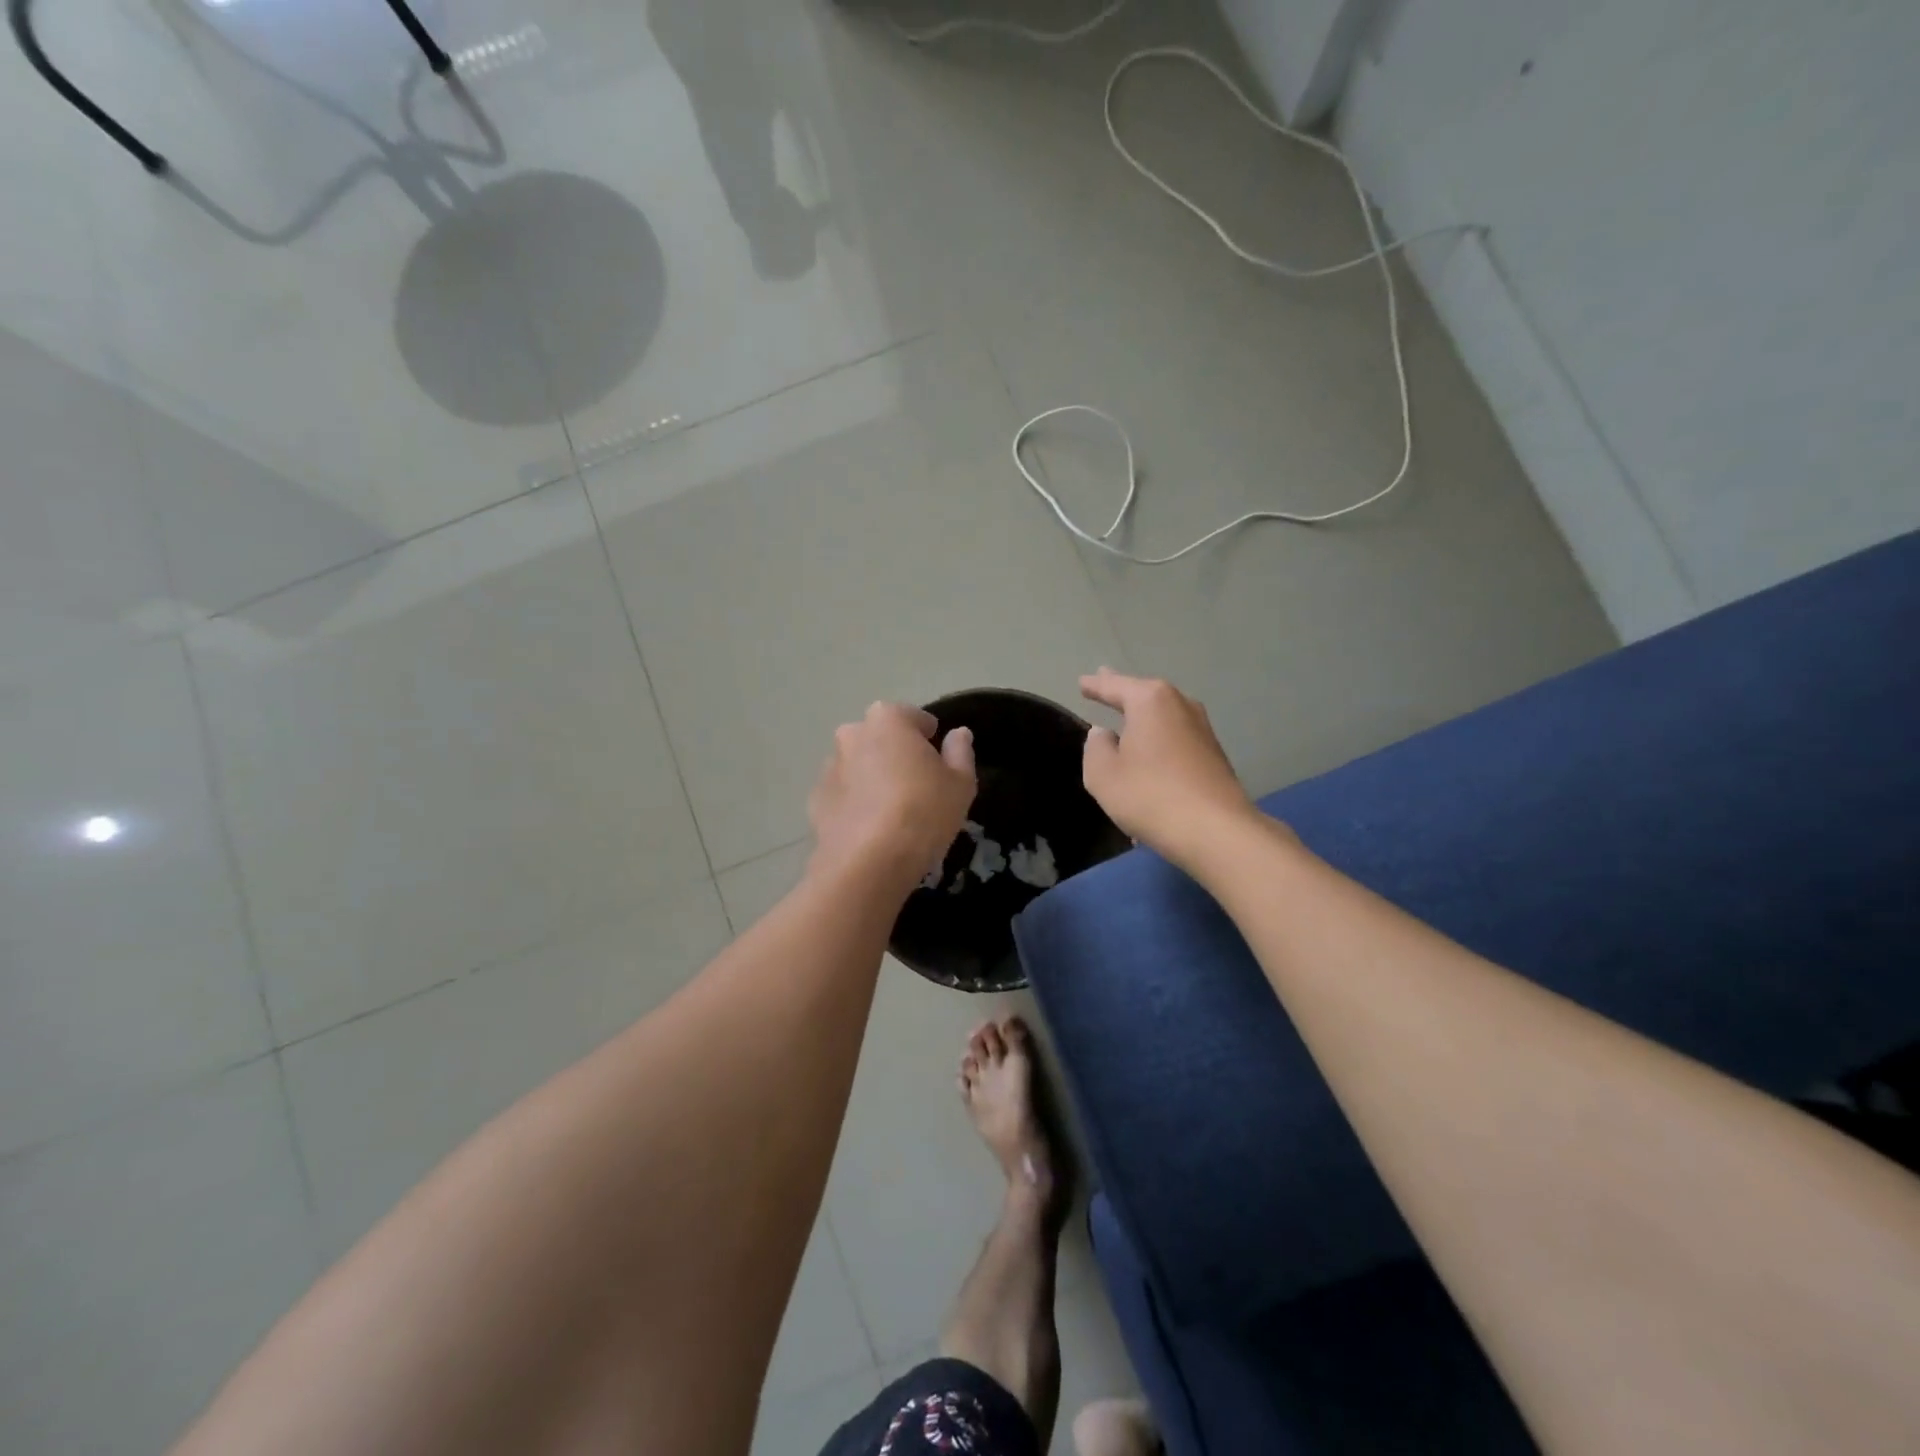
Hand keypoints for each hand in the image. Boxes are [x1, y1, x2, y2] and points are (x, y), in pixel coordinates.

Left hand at [809, 702, 975, 886]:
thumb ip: (960, 752)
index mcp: (888, 719)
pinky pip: (843, 794)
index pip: (914, 718)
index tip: (939, 764)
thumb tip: (959, 734)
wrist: (868, 862)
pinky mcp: (815, 800)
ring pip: (858, 765)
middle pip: (881, 738)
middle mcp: (852, 733)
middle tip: (917, 787)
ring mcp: (828, 766)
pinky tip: (870, 829)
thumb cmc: (923, 812)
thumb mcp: (960, 784)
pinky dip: (855, 803)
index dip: (930, 739)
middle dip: (896, 754)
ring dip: (872, 777)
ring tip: (891, 812)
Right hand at [1080, 669, 1255, 867]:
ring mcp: (1202, 729)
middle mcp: (1180, 705)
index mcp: (1150, 701)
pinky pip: (1176, 739)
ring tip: (1127, 714)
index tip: (1082, 682)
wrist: (1216, 831)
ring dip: (1144, 718)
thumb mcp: (1103, 774)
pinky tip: (1150, 752)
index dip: (1095, 685)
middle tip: (1104, 678)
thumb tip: (1104, 733)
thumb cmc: (1150, 796)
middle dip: (1123, 691)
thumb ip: (1096, 748)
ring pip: (1163, 716)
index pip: (1114, 686)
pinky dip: (1159, 740)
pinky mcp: (1214, 755)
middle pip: (1144, 694)